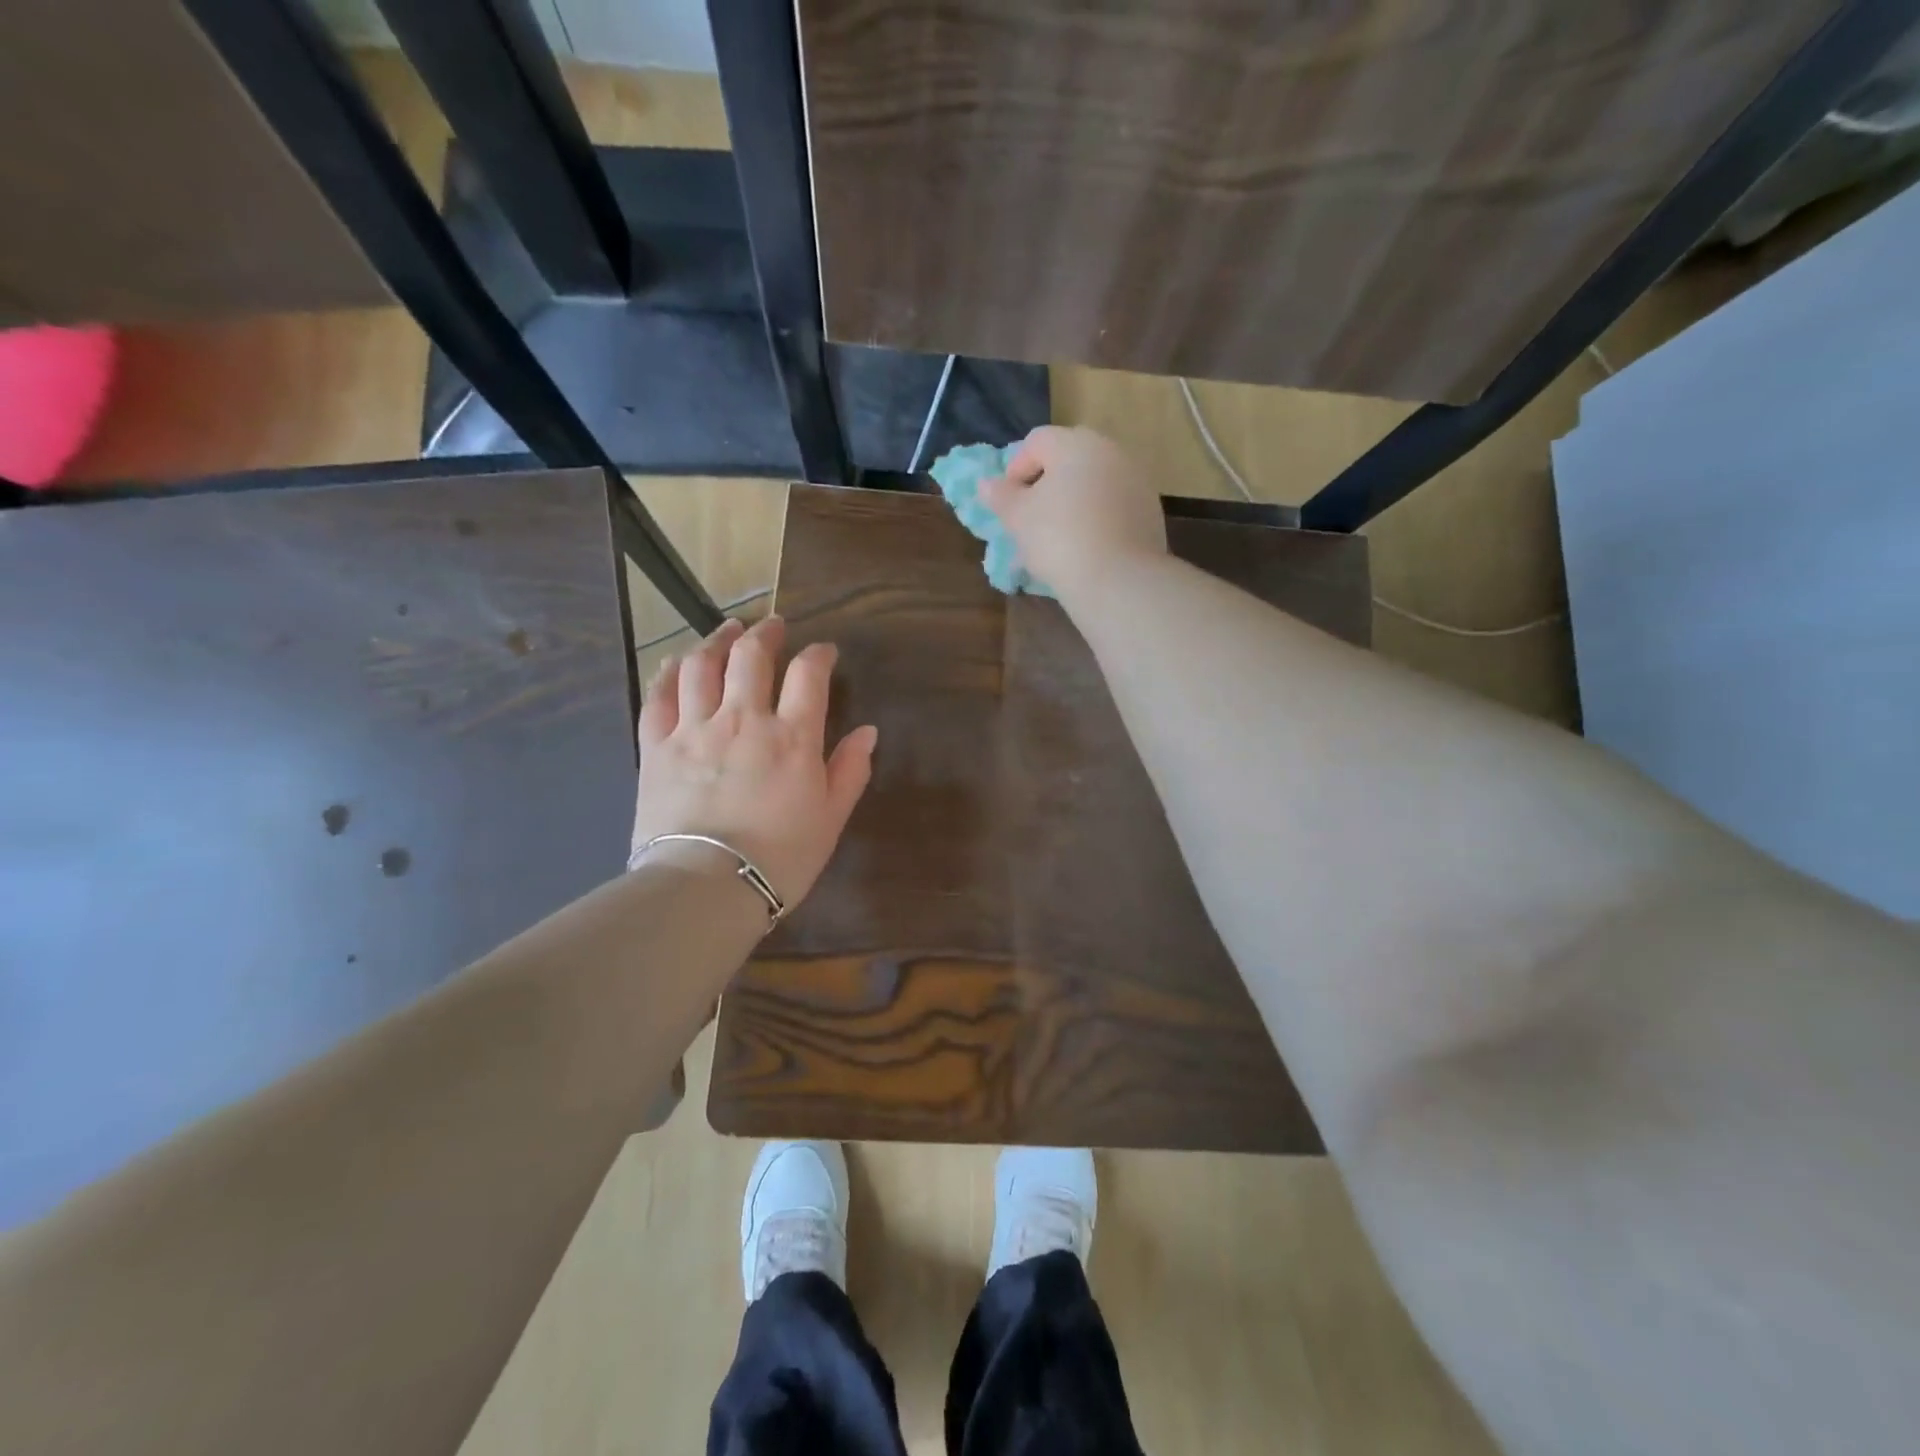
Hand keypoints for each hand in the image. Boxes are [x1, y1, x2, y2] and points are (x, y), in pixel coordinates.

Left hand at [631, 616, 877, 908]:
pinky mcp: (657, 746)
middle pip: (751, 657)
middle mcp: (744, 719)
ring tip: (727, 630)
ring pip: (703, 665)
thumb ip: (850, 770)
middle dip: (766, 634)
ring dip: (717, 640)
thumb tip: (867, 732)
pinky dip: (669, 672)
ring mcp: (695, 729)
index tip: (823, 652)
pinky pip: (659, 696)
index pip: (808, 675)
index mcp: (792, 737)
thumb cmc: (780, 858)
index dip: (818, 655)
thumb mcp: (830, 818)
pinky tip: (677, 662)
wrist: (706, 887)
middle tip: (773, 626)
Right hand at [979, 426, 1166, 598]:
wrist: (1117, 579)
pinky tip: (1086, 547)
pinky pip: (1114, 506)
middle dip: (1047, 484)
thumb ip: (1000, 496)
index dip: (1016, 469)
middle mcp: (1110, 452)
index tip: (1008, 503)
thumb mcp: (1018, 518)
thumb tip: (987, 484)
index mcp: (1075, 444)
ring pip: (1094, 483)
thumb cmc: (1058, 539)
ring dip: (1073, 501)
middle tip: (1032, 518)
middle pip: (1070, 459)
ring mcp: (1136, 480)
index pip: (1037, 441)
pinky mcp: (1150, 511)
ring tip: (1059, 537)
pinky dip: (1097, 518)